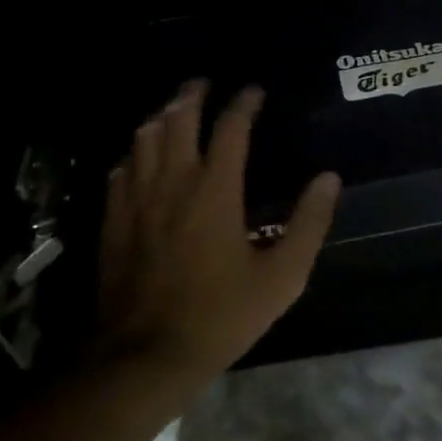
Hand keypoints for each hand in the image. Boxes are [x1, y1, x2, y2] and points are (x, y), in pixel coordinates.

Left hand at [94, 80, 340, 383]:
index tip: (254, 90)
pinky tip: (139, 157)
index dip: (244, 103)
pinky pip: (120, 169)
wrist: (143, 356)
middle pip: (178, 119)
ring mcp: (136, 199)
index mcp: (215, 190)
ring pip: (144, 138)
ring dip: (161, 116)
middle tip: (203, 83)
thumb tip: (328, 179)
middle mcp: (173, 182)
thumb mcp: (281, 278)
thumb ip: (308, 224)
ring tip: (173, 109)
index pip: (231, 128)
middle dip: (192, 95)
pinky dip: (134, 152)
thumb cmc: (219, 316)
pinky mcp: (113, 220)